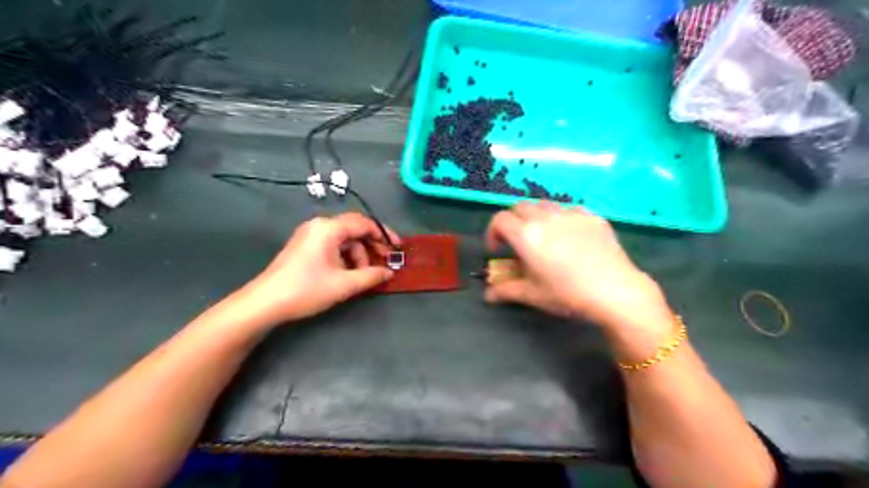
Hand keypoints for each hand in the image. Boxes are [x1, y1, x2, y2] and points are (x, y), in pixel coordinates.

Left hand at [230, 211, 400, 330]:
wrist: (265, 303)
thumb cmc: (306, 289)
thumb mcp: (344, 284)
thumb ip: (371, 276)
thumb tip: (389, 272)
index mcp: (329, 228)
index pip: (364, 223)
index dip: (383, 235)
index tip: (397, 249)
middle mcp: (319, 225)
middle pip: (354, 229)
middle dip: (372, 246)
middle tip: (385, 263)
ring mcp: (310, 235)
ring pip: (344, 239)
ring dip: (358, 255)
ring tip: (364, 276)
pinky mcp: (304, 246)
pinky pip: (332, 245)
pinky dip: (345, 257)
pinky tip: (349, 274)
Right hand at [487, 202, 670, 335]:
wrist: (615, 291)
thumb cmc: (567, 294)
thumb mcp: (532, 294)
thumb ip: (505, 290)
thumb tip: (487, 295)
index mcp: (526, 234)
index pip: (499, 220)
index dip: (492, 233)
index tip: (496, 250)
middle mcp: (545, 217)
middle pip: (519, 207)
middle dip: (512, 221)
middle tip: (517, 242)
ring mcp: (571, 214)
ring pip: (544, 205)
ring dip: (535, 217)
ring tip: (542, 237)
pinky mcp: (592, 216)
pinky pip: (568, 210)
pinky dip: (560, 218)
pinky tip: (569, 237)